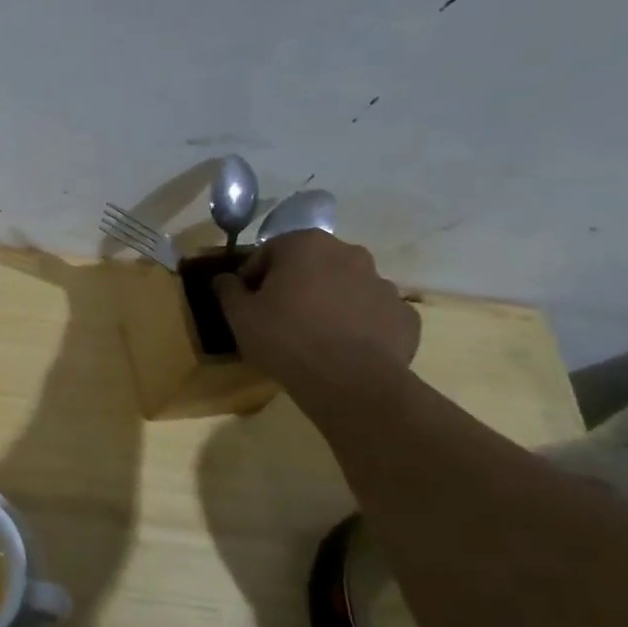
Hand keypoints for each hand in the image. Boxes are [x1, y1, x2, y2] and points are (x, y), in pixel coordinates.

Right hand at [212, 229, 420, 389]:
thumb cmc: (286, 338)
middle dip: (295, 284)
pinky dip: (358, 324)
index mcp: (306, 245)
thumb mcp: (239, 315)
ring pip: (345, 286)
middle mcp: (349, 253)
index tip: (247, 302)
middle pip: (312, 264)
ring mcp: (383, 283)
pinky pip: (372, 313)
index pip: (269, 251)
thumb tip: (223, 279)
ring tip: (313, 334)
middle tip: (279, 315)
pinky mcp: (404, 315)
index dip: (253, 276)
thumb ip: (228, 290)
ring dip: (329, 301)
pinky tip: (344, 347)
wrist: (350, 381)